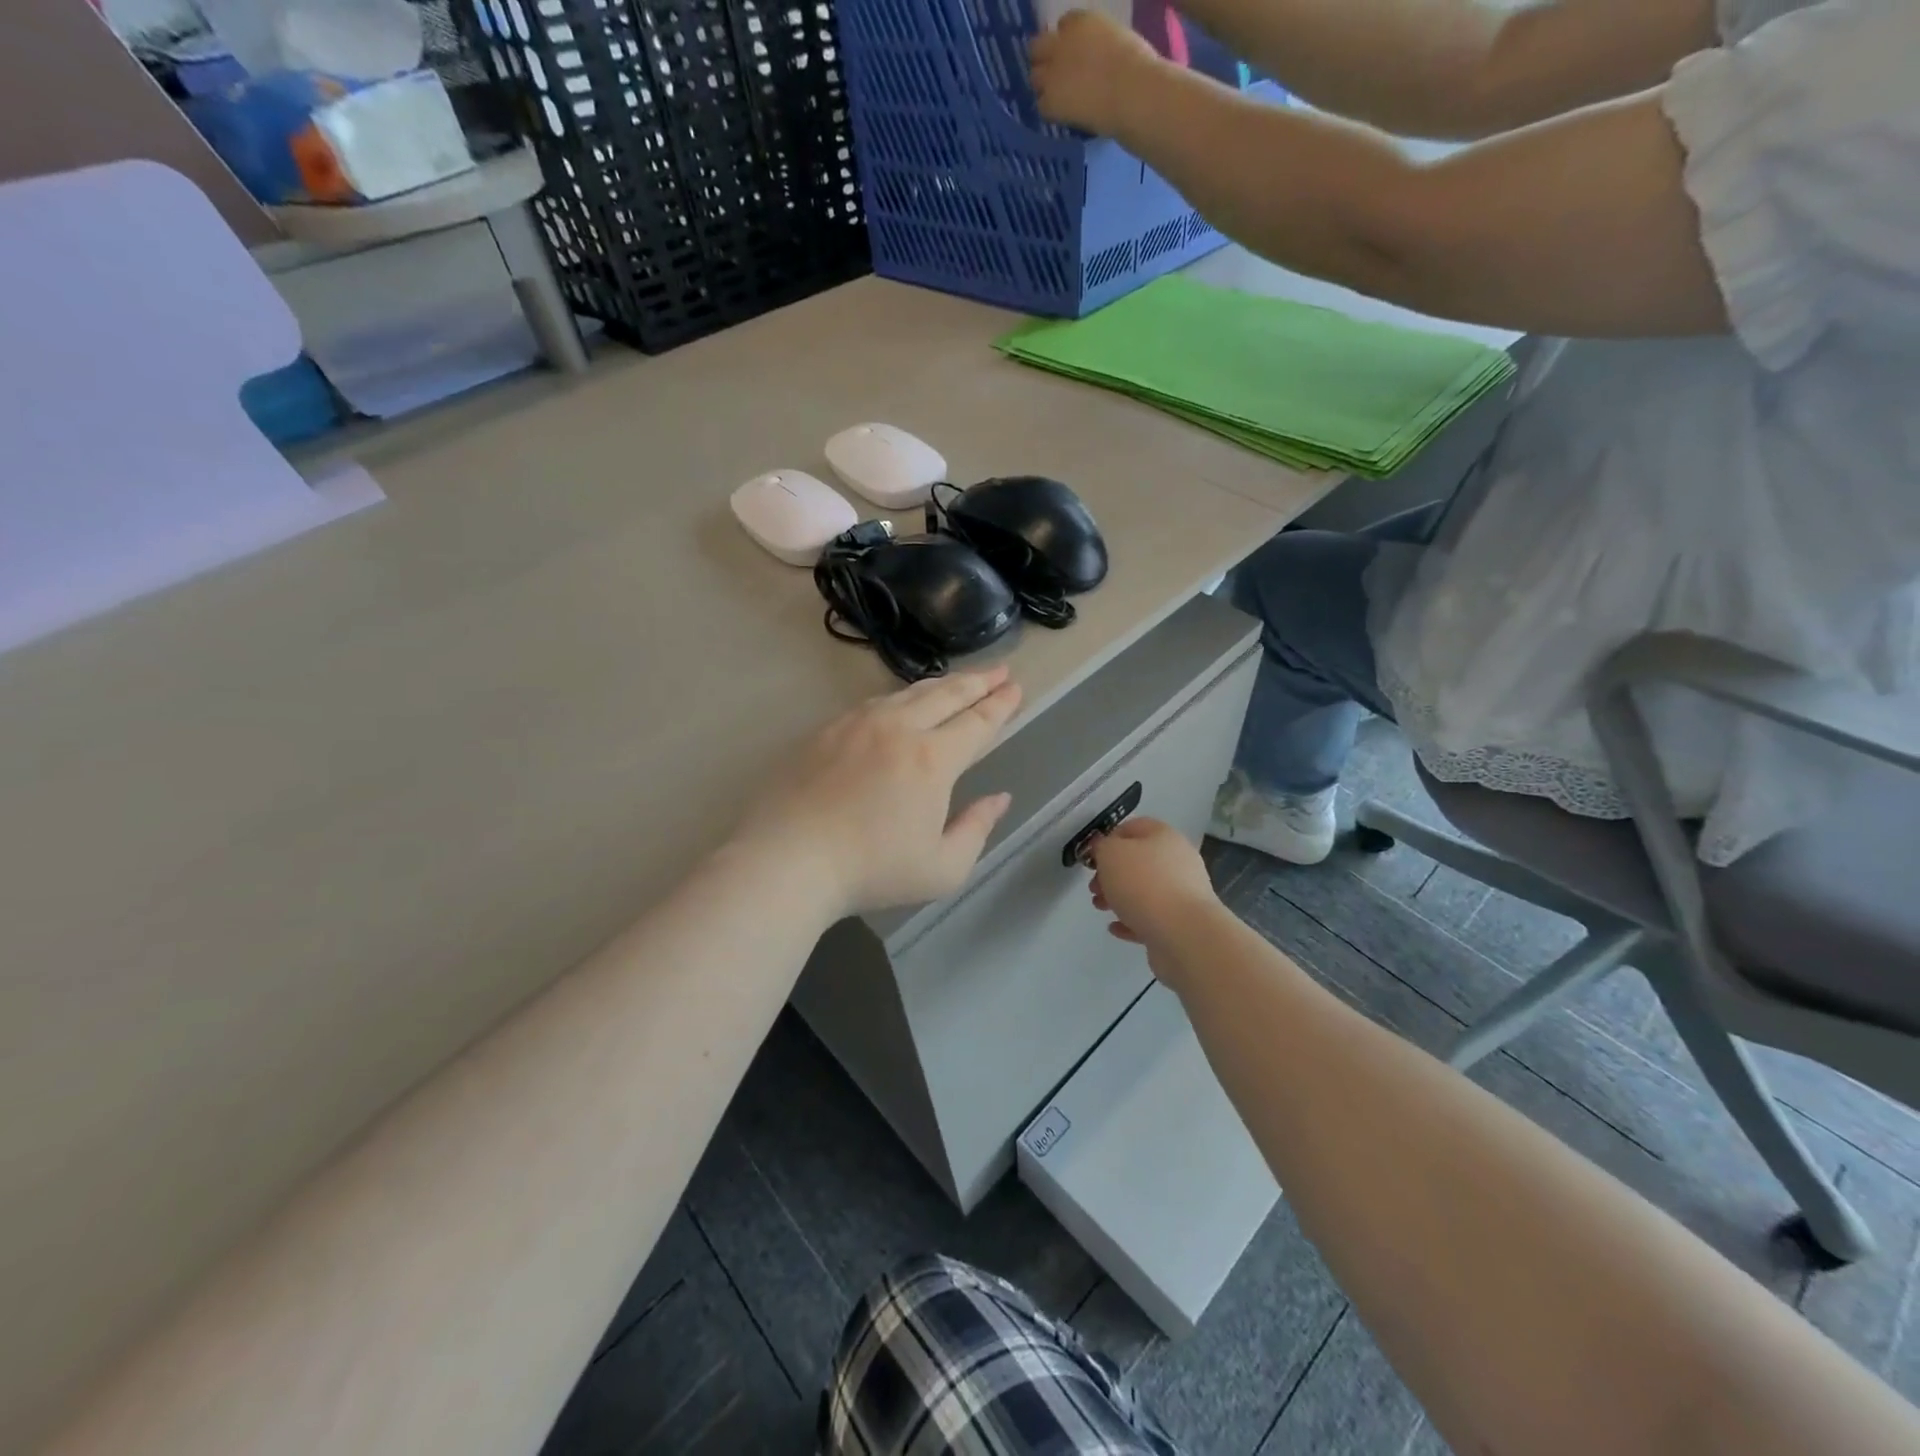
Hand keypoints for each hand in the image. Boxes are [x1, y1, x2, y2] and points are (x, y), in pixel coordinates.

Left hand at [740, 668, 1022, 916]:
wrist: (787, 860)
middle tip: (999, 671)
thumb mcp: (941, 868)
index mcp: (932, 759)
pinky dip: (901, 696)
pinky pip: (875, 702)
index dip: (1000, 705)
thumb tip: (999, 799)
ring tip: (958, 682)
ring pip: (908, 693)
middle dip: (978, 681)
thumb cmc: (871, 871)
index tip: (1015, 688)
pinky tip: (902, 702)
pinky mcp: (827, 730)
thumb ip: (977, 829)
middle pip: (946, 695)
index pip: (976, 722)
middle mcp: (898, 728)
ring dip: (941, 685)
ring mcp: (858, 724)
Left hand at [1029, 9, 1163, 136]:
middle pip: (1038, 47)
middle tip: (1055, 77)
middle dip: (1044, 59)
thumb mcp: (1115, 39)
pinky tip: (1062, 116)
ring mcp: (1052, 73)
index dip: (1066, 43)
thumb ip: (1097, 44)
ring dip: (1043, 86)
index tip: (1072, 56)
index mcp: (1080, 21)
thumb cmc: (1136, 65)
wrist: (1131, 92)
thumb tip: (1094, 59)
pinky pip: (1041, 106)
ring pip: (1035, 77)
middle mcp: (1060, 43)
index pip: (1064, 26)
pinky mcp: (1049, 101)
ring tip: (1058, 99)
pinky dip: (1049, 111)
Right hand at [1087, 818, 1221, 978]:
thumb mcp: (1110, 854)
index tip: (1092, 857)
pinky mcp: (1182, 922)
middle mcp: (1178, 861)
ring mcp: (1183, 893)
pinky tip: (1116, 928)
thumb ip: (1102, 846)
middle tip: (1094, 888)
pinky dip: (1132, 920)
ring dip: (1119, 897)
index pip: (1133, 827)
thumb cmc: (1143, 884)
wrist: (1183, 934)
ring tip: (1101, 908)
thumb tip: (1104, 847)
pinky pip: (1152, 917)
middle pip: (1138, 861)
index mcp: (1164, 836)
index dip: (1109, 839)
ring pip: (1144, 890)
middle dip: (1111, 874)